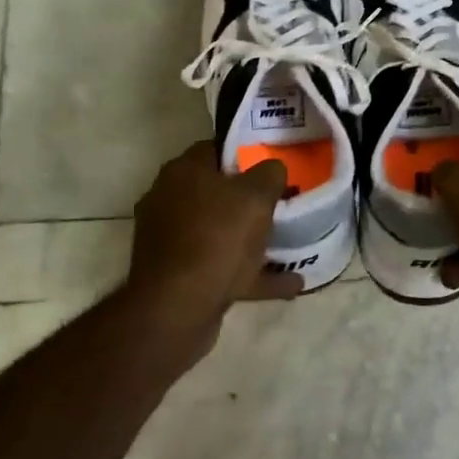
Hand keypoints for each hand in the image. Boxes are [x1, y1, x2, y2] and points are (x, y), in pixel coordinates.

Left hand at [129, 142, 304, 323]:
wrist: (177, 308)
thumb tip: (272, 167)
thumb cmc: (218, 238)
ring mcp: (170, 240)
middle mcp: (169, 201)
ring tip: (288, 243)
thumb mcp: (256, 196)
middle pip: (216, 192)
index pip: (215, 149)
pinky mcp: (176, 275)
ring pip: (219, 232)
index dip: (245, 153)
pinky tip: (288, 283)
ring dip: (251, 239)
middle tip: (282, 202)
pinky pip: (221, 267)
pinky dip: (251, 273)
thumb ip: (270, 173)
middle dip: (248, 199)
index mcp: (183, 173)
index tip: (273, 164)